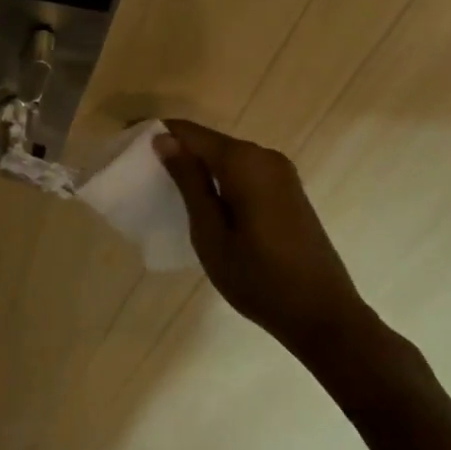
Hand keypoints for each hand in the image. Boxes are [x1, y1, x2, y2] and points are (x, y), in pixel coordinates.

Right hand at [153, 120, 375, 365]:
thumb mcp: (210, 233)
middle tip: (142, 171)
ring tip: (166, 186)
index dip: (156, 132)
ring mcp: (281, 172)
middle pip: (208, 142)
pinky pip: (243, 171)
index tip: (126, 140)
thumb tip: (163, 140)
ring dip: (198, 165)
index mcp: (243, 161)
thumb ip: (188, 181)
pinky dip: (219, 178)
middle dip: (176, 149)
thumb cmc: (259, 278)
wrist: (325, 317)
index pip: (188, 132)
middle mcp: (264, 156)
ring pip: (226, 156)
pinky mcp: (288, 190)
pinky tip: (204, 200)